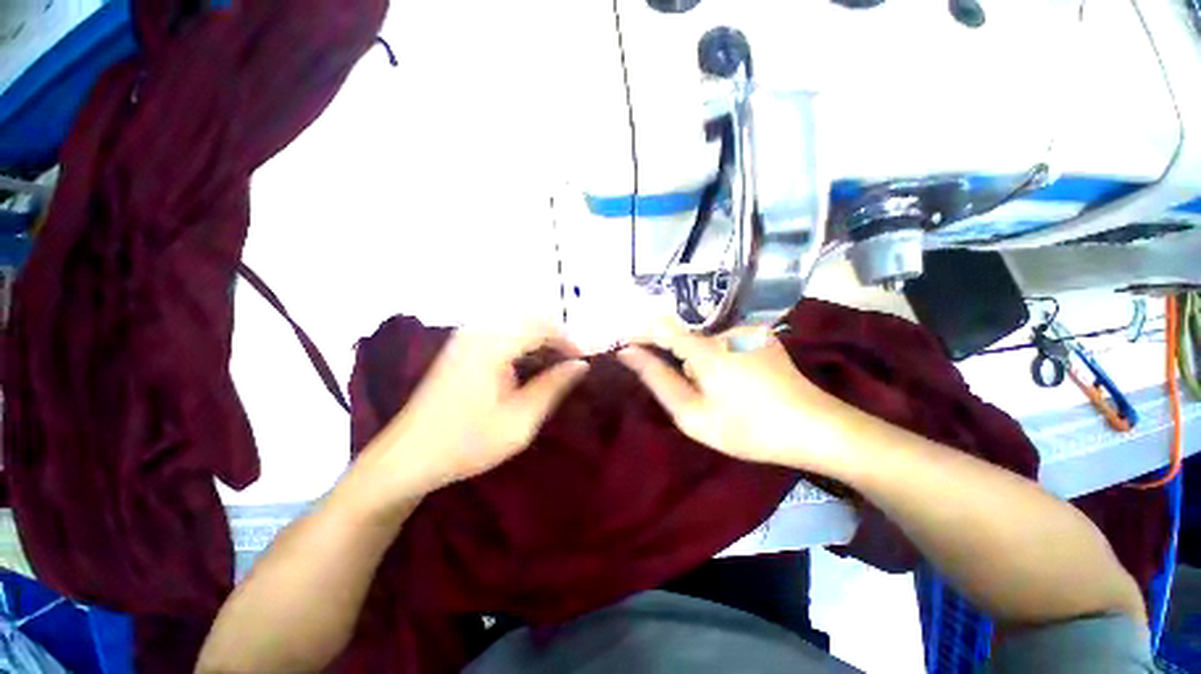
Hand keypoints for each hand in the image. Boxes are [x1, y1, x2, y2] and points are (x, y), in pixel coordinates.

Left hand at [352, 322, 588, 505]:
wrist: (407, 458)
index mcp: (491, 344)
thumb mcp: (519, 421)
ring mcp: (467, 335)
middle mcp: (478, 330)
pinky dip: (525, 343)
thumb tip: (582, 365)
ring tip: (558, 366)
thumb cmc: (465, 443)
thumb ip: (553, 387)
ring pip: (518, 323)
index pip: (543, 325)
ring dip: (542, 339)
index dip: (570, 340)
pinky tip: (531, 365)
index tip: (587, 362)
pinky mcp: (462, 345)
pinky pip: (504, 332)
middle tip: (575, 364)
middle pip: (531, 318)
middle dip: (558, 337)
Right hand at [618, 321, 848, 470]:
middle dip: (673, 359)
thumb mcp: (693, 414)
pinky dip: (717, 360)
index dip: (638, 332)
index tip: (624, 345)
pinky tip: (736, 384)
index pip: (659, 326)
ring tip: (719, 395)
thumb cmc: (749, 428)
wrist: (817, 429)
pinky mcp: (761, 337)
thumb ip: (657, 379)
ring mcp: (747, 331)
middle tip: (688, 394)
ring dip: (698, 362)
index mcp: (705, 348)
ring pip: (704, 342)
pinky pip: (724, 343)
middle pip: (683, 337)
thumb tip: (629, 353)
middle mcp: (725, 330)